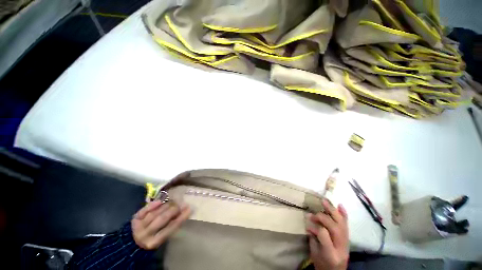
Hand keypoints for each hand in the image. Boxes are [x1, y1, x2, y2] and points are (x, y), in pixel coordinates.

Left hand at [131, 200, 190, 249]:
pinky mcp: (134, 218)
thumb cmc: (154, 237)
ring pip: (154, 213)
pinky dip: (153, 205)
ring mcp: (138, 226)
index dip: (181, 217)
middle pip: (162, 219)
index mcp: (154, 242)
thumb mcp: (163, 235)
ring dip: (165, 205)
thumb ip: (172, 225)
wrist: (134, 241)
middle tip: (181, 203)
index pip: (170, 228)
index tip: (189, 209)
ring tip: (173, 201)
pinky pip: (144, 210)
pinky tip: (160, 200)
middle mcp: (145, 235)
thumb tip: (185, 211)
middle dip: (173, 209)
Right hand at [306, 199, 348, 269]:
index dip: (315, 227)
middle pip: (335, 228)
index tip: (308, 226)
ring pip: (342, 224)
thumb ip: (312, 238)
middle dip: (322, 217)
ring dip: (333, 211)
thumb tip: (309, 224)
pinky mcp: (348, 241)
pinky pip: (347, 226)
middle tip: (313, 214)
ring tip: (324, 201)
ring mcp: (347, 244)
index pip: (324, 235)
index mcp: (331, 254)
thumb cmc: (322, 265)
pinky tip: (340, 205)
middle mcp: (341, 248)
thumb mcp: (314, 254)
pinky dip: (344, 215)